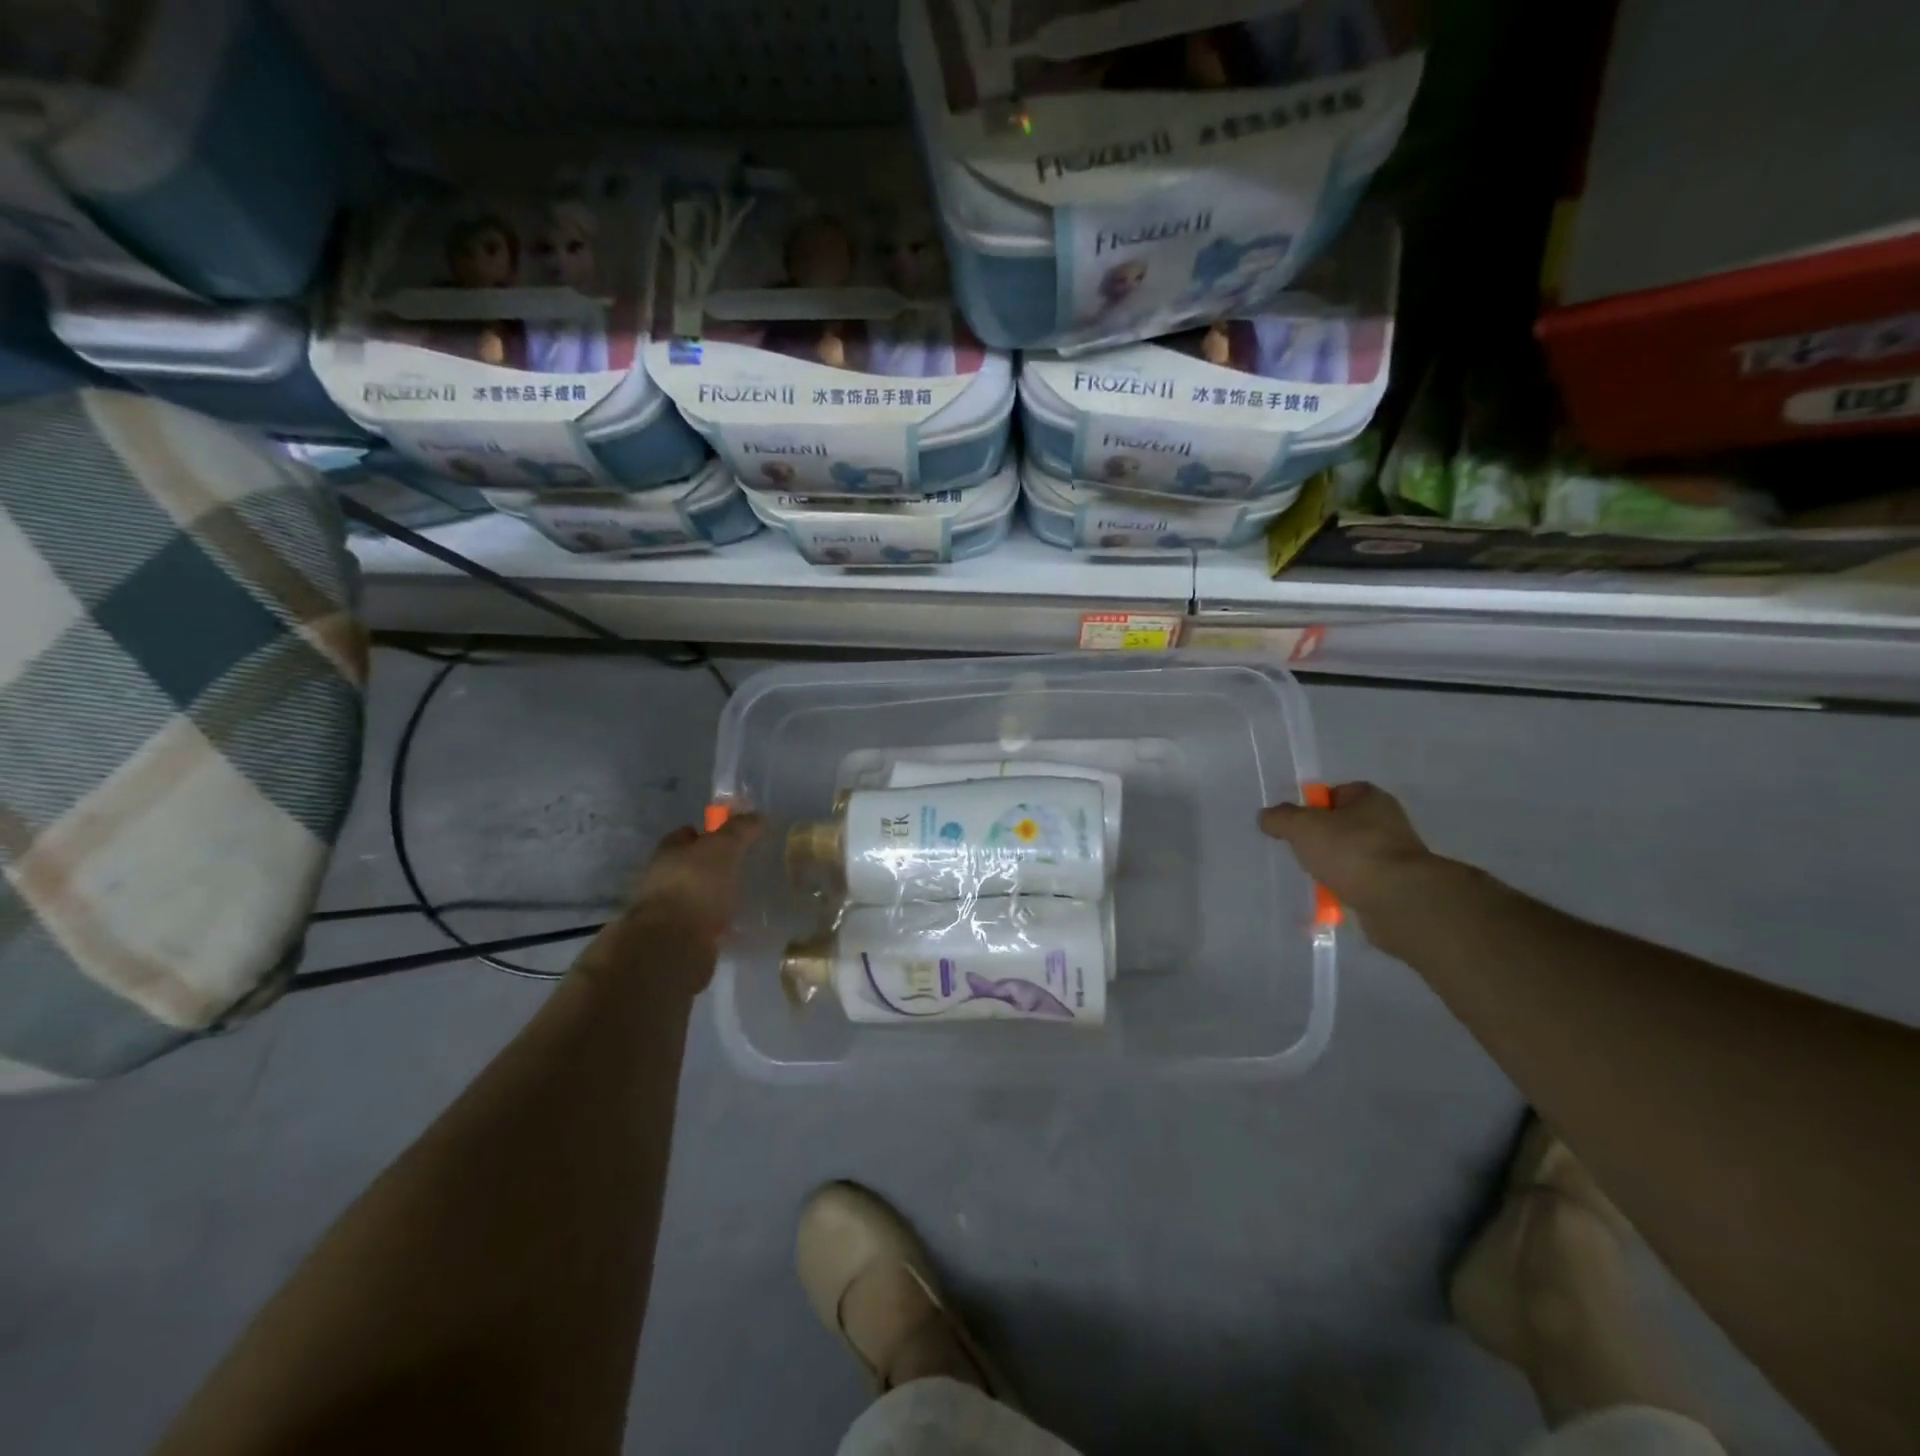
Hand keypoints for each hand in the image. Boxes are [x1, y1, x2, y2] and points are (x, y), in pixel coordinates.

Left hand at [581, 816, 762, 993]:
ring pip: (695, 896)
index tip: (729, 835)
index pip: (684, 834)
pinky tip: (736, 926)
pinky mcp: (678, 940)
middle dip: (710, 865)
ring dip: (713, 896)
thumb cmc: (696, 885)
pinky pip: (702, 924)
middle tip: (741, 865)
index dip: (705, 832)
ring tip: (742, 895)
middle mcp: (662, 880)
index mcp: (668, 853)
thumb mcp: (723, 848)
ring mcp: (668, 912)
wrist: (673, 945)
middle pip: (689, 866)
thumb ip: (739, 830)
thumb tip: (756, 816)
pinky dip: (716, 923)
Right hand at [1260, 783, 1432, 915]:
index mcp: (1371, 799)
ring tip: (1314, 877)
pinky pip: (1360, 882)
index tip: (1296, 824)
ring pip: (1350, 855)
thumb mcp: (1302, 826)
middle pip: (1342, 825)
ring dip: (1332, 866)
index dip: (1313, 805)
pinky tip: (1331, 896)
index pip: (1336, 792)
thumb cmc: (1350, 851)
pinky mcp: (1396, 885)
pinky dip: (1344, 888)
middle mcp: (1388, 822)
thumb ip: (1280, 817)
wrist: (1397, 900)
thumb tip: (1267, 817)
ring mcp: (1395, 855)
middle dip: (1319, 839)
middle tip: (1300, 851)